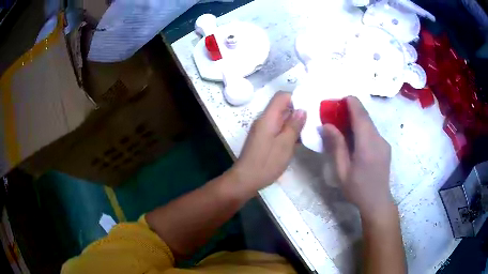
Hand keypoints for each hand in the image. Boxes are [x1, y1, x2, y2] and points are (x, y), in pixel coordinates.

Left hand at [232, 92, 305, 192]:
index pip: (282, 96)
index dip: (296, 98)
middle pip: (282, 107)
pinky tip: (299, 142)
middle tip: (314, 121)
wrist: (245, 180)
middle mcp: (264, 120)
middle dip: (298, 112)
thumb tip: (302, 109)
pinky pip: (278, 130)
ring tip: (309, 132)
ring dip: (294, 124)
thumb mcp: (285, 144)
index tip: (310, 108)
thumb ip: (294, 125)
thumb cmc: (266, 162)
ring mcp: (263, 130)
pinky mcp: (263, 139)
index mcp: (268, 117)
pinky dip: (288, 133)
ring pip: (281, 120)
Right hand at [322, 96, 392, 219]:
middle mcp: (378, 139)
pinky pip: (373, 131)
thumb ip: (336, 146)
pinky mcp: (385, 146)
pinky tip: (354, 138)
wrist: (377, 202)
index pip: (361, 116)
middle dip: (352, 109)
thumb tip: (327, 125)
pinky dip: (363, 127)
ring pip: (370, 123)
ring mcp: (384, 142)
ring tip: (343, 123)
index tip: (340, 98)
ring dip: (357, 118)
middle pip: (366, 117)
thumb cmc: (357, 189)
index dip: (352, 103)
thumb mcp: (342, 171)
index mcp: (367, 145)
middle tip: (336, 110)